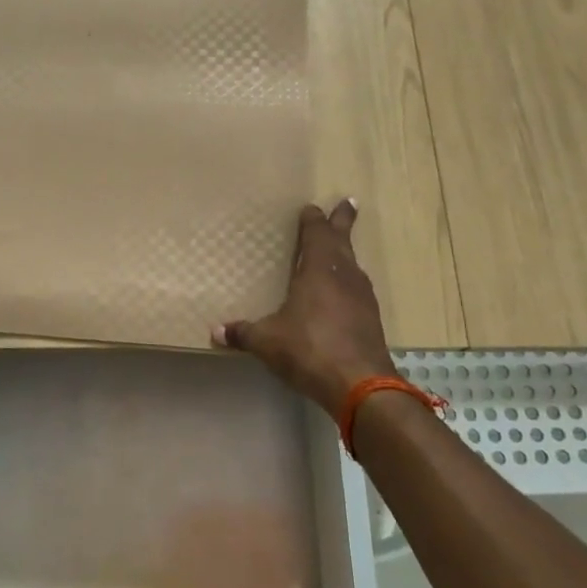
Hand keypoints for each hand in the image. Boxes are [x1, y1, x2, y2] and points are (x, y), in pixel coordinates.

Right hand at [213, 199, 392, 412]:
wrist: (360, 384)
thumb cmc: (309, 349)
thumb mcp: (267, 341)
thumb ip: (242, 333)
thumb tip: (215, 332)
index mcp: (319, 271)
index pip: (317, 235)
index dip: (314, 221)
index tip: (312, 208)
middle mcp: (344, 276)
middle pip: (343, 242)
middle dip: (342, 222)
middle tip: (347, 203)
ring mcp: (362, 298)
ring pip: (353, 265)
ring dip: (346, 252)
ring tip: (340, 249)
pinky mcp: (370, 319)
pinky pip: (357, 289)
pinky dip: (349, 281)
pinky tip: (343, 292)